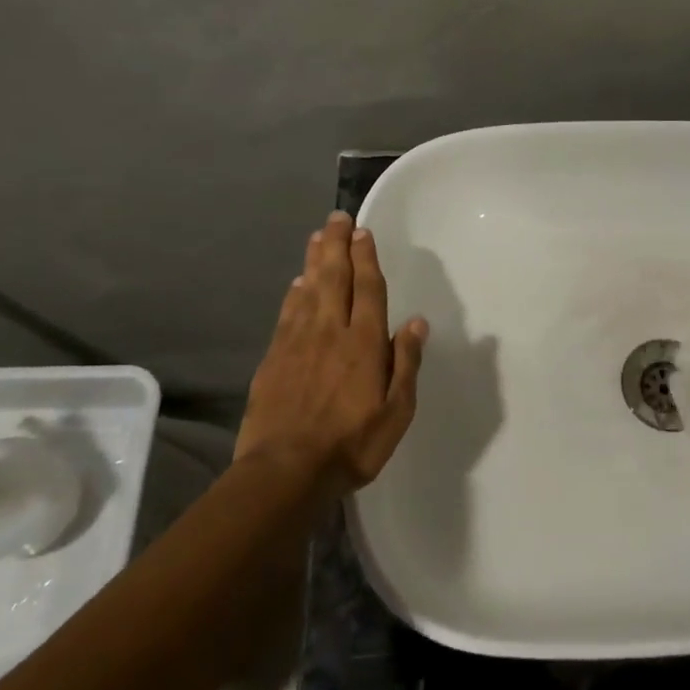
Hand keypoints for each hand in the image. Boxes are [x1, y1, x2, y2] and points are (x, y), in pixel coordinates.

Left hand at [237, 211, 427, 491]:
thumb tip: (416, 322)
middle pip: (334, 278)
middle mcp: (330, 332)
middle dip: (337, 245)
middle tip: (337, 218)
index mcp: (364, 343)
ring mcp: (297, 343)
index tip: (363, 232)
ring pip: (308, 290)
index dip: (366, 258)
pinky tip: (296, 283)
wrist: (285, 471)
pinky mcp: (273, 358)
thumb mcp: (396, 411)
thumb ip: (405, 363)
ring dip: (314, 261)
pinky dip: (293, 294)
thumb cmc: (351, 444)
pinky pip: (287, 314)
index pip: (367, 289)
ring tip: (317, 236)